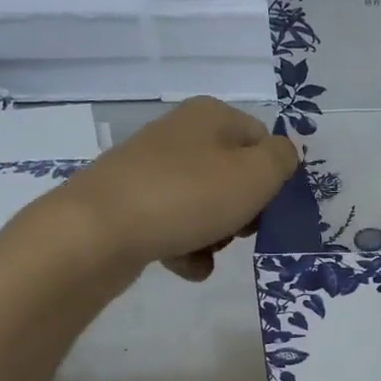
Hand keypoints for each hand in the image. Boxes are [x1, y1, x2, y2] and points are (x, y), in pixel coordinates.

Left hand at [52, 97, 299, 281]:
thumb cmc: (189, 196)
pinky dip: (186, 246)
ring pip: (205, 203)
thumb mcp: (257, 174)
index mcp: (212, 115)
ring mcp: (150, 169)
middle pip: (234, 174)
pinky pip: (174, 224)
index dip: (272, 178)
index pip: (263, 142)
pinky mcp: (129, 203)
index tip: (267, 208)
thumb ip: (283, 159)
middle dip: (243, 210)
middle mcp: (180, 133)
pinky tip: (185, 264)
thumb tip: (282, 155)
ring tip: (207, 251)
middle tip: (238, 231)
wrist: (97, 231)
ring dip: (216, 234)